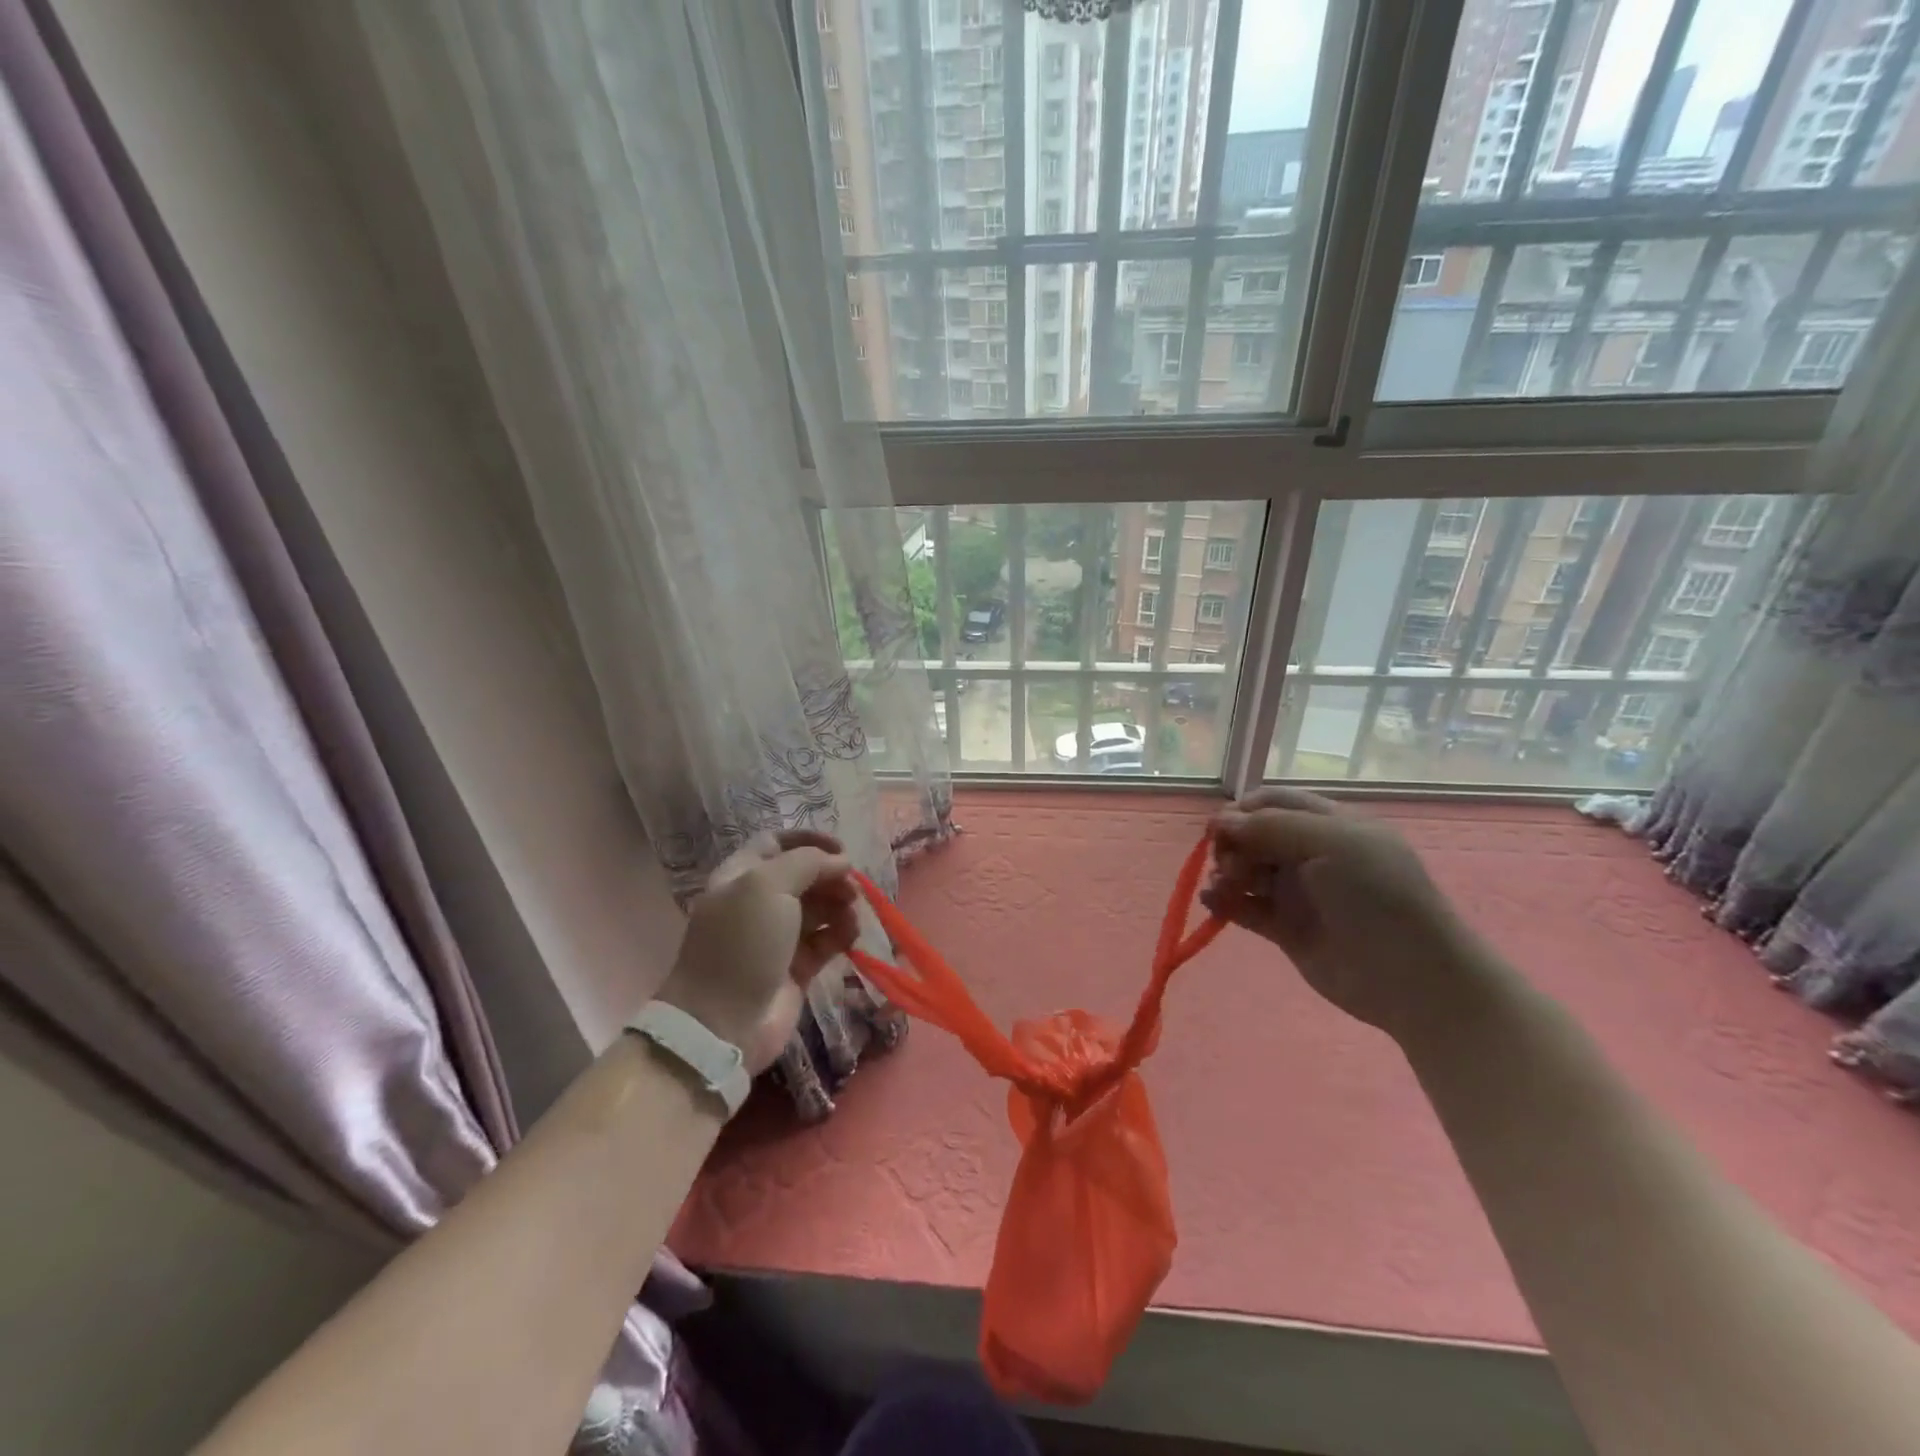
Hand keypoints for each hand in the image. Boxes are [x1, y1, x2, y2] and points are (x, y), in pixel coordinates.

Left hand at [657, 830, 859, 1073]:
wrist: (722, 1023)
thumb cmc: (742, 944)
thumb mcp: (767, 886)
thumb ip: (808, 862)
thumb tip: (841, 861)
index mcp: (742, 876)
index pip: (777, 843)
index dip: (809, 840)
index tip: (841, 849)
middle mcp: (758, 902)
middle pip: (804, 875)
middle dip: (831, 876)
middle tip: (852, 888)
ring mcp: (778, 936)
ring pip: (820, 907)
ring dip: (841, 905)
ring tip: (852, 916)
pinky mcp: (797, 967)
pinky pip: (827, 939)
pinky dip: (842, 933)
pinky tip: (851, 936)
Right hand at [1201, 788, 1489, 1043]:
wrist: (1411, 978)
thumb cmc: (1377, 897)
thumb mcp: (1333, 843)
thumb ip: (1272, 826)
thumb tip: (1220, 821)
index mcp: (1330, 824)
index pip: (1274, 802)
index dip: (1243, 809)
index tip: (1219, 827)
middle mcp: (1311, 853)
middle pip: (1254, 835)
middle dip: (1233, 843)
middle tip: (1230, 865)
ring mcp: (1297, 892)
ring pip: (1246, 870)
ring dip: (1224, 872)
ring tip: (1224, 887)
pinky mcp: (1285, 928)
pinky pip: (1244, 906)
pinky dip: (1223, 901)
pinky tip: (1212, 901)